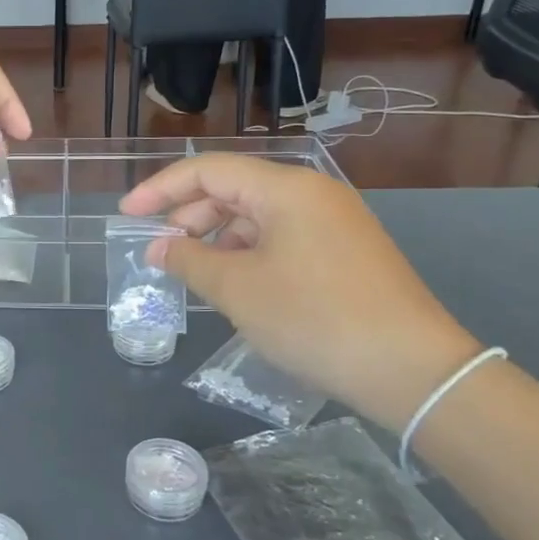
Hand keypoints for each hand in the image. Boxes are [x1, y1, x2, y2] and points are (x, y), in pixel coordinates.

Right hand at [120, 156, 484, 428]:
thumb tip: (157, 247)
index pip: (208, 170)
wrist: (412, 370)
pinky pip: (281, 237)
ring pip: (257, 215)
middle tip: (161, 252)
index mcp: (286, 188)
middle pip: (233, 189)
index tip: (126, 216)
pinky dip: (248, 253)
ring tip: (194, 273)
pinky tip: (235, 284)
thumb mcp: (237, 289)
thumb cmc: (314, 318)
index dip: (160, 189)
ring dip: (218, 238)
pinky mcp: (345, 252)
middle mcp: (312, 193)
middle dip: (189, 216)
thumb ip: (188, 260)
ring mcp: (334, 222)